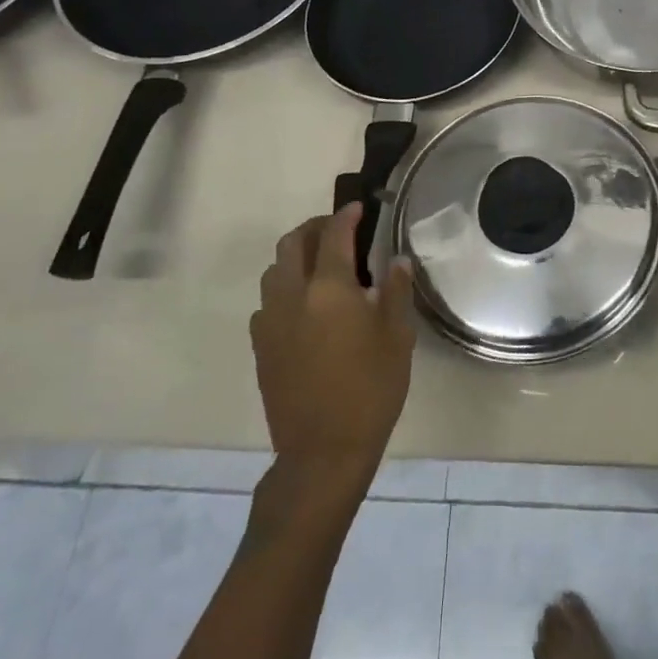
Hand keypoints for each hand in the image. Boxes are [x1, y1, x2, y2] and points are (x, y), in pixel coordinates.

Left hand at [250, 204, 415, 481]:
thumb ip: (395, 292)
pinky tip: (304, 306)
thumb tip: (396, 260)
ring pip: (274, 271)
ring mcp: (270, 321)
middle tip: (336, 230)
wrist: (322, 451)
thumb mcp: (397, 338)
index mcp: (330, 289)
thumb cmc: (370, 391)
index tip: (359, 207)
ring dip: (294, 256)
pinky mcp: (260, 346)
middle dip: (314, 228)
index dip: (346, 216)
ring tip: (320, 265)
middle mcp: (293, 296)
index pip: (334, 235)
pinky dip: (284, 288)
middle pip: (292, 244)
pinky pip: (267, 301)